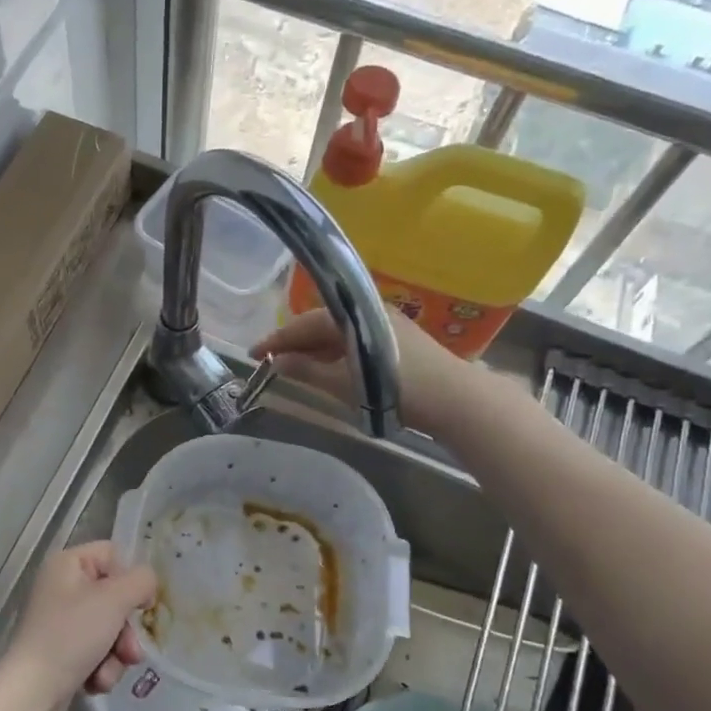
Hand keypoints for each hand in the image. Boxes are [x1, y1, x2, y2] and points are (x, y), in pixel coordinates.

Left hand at [6, 542, 156, 699]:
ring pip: (109, 629)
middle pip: (114, 598)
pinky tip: (94, 682)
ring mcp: (61, 621)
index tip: (141, 604)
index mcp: (67, 564)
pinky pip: (96, 651)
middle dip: (125, 631)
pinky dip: (101, 668)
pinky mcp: (62, 650)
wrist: (33, 691)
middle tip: (129, 652)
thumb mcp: (114, 600)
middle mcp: (62, 587)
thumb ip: (141, 582)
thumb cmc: (72, 635)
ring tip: (106, 674)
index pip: (112, 555)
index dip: (130, 579)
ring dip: (116, 655)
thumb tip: (147, 584)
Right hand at [253, 304, 466, 431]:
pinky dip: (336, 351)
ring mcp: (386, 323)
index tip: (254, 354)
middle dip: (294, 341)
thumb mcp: (345, 383)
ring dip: (315, 347)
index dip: (277, 339)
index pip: (305, 322)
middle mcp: (369, 310)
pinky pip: (355, 338)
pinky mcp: (399, 339)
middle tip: (271, 361)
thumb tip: (277, 362)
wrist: (457, 400)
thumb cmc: (398, 390)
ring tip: (294, 366)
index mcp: (354, 315)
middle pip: (321, 322)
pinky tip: (328, 367)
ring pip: (339, 331)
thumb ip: (308, 370)